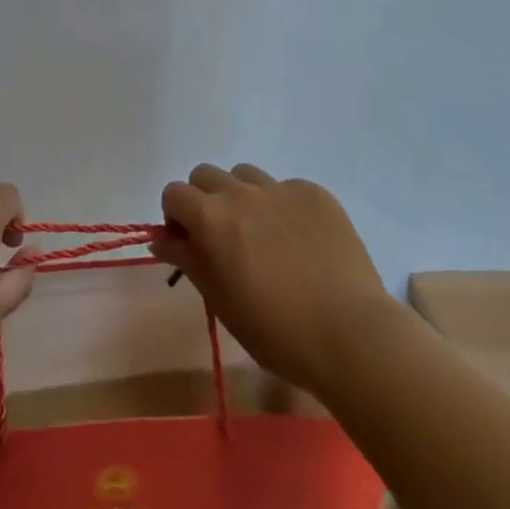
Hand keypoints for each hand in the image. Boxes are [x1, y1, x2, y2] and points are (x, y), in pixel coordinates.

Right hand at [156, 164, 390, 394]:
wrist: (350, 333)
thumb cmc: (276, 330)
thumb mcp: (221, 301)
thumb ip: (188, 260)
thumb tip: (159, 240)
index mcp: (212, 218)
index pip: (174, 193)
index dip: (176, 217)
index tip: (190, 245)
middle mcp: (241, 192)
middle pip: (206, 175)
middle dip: (204, 200)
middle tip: (222, 238)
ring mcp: (281, 189)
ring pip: (245, 174)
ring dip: (241, 196)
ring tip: (262, 235)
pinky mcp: (315, 194)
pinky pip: (285, 187)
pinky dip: (281, 206)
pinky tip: (300, 241)